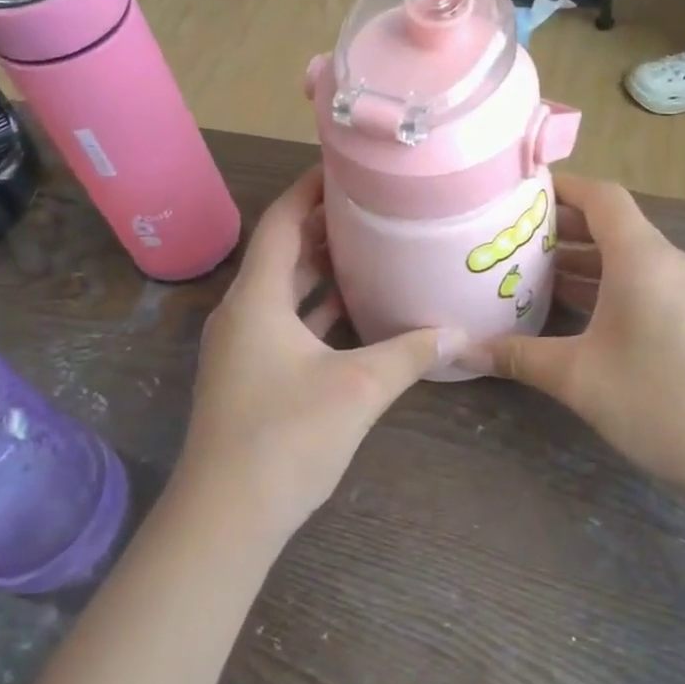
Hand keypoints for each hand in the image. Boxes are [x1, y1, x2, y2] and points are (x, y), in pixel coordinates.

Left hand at [175, 168, 458, 542]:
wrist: (226, 516)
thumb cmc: (285, 438)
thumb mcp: (358, 389)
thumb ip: (409, 354)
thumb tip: (458, 333)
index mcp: (257, 298)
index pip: (282, 221)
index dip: (310, 189)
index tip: (347, 167)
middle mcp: (243, 313)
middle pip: (284, 253)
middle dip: (325, 227)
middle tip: (375, 207)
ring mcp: (244, 346)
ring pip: (286, 292)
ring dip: (323, 271)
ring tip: (373, 249)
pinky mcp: (251, 375)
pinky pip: (287, 325)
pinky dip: (318, 311)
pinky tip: (357, 313)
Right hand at [474, 174, 684, 505]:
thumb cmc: (661, 400)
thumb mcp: (578, 378)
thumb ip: (519, 357)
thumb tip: (463, 350)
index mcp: (641, 257)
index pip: (601, 196)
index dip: (561, 188)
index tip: (517, 197)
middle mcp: (665, 262)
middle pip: (609, 225)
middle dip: (559, 228)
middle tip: (508, 240)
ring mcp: (683, 292)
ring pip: (623, 259)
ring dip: (578, 262)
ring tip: (526, 274)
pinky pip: (639, 285)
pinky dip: (602, 288)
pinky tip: (567, 315)